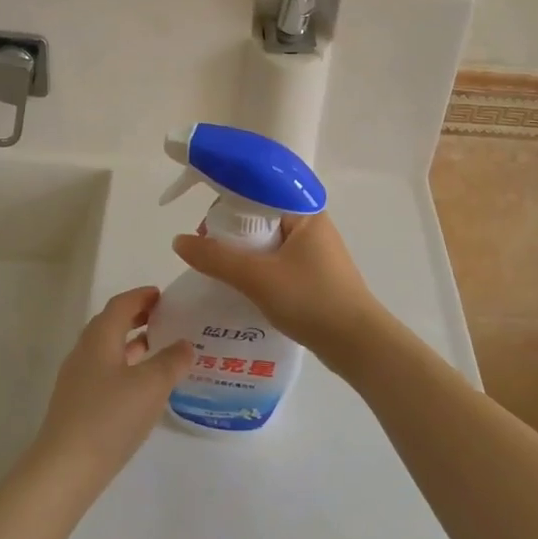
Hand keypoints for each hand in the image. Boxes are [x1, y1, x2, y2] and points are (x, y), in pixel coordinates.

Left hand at [31, 288, 191, 493]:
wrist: (65, 469)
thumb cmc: (110, 417)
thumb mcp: (151, 385)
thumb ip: (172, 361)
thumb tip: (186, 344)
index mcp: (100, 337)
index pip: (121, 304)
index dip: (142, 296)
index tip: (163, 295)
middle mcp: (85, 351)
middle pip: (111, 324)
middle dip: (137, 317)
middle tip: (165, 318)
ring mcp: (77, 379)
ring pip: (107, 349)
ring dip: (131, 343)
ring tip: (158, 348)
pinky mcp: (77, 404)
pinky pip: (104, 371)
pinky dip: (125, 366)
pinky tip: (141, 386)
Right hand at [171, 213, 391, 367]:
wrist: (358, 346)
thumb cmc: (311, 300)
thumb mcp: (257, 277)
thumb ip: (216, 258)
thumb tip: (179, 241)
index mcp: (304, 212)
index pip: (258, 192)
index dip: (227, 203)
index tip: (204, 225)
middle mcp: (311, 225)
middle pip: (260, 217)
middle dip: (231, 232)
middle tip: (206, 251)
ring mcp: (314, 252)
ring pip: (267, 242)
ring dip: (242, 253)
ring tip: (217, 270)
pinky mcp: (314, 276)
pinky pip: (276, 262)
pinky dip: (256, 269)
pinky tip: (239, 286)